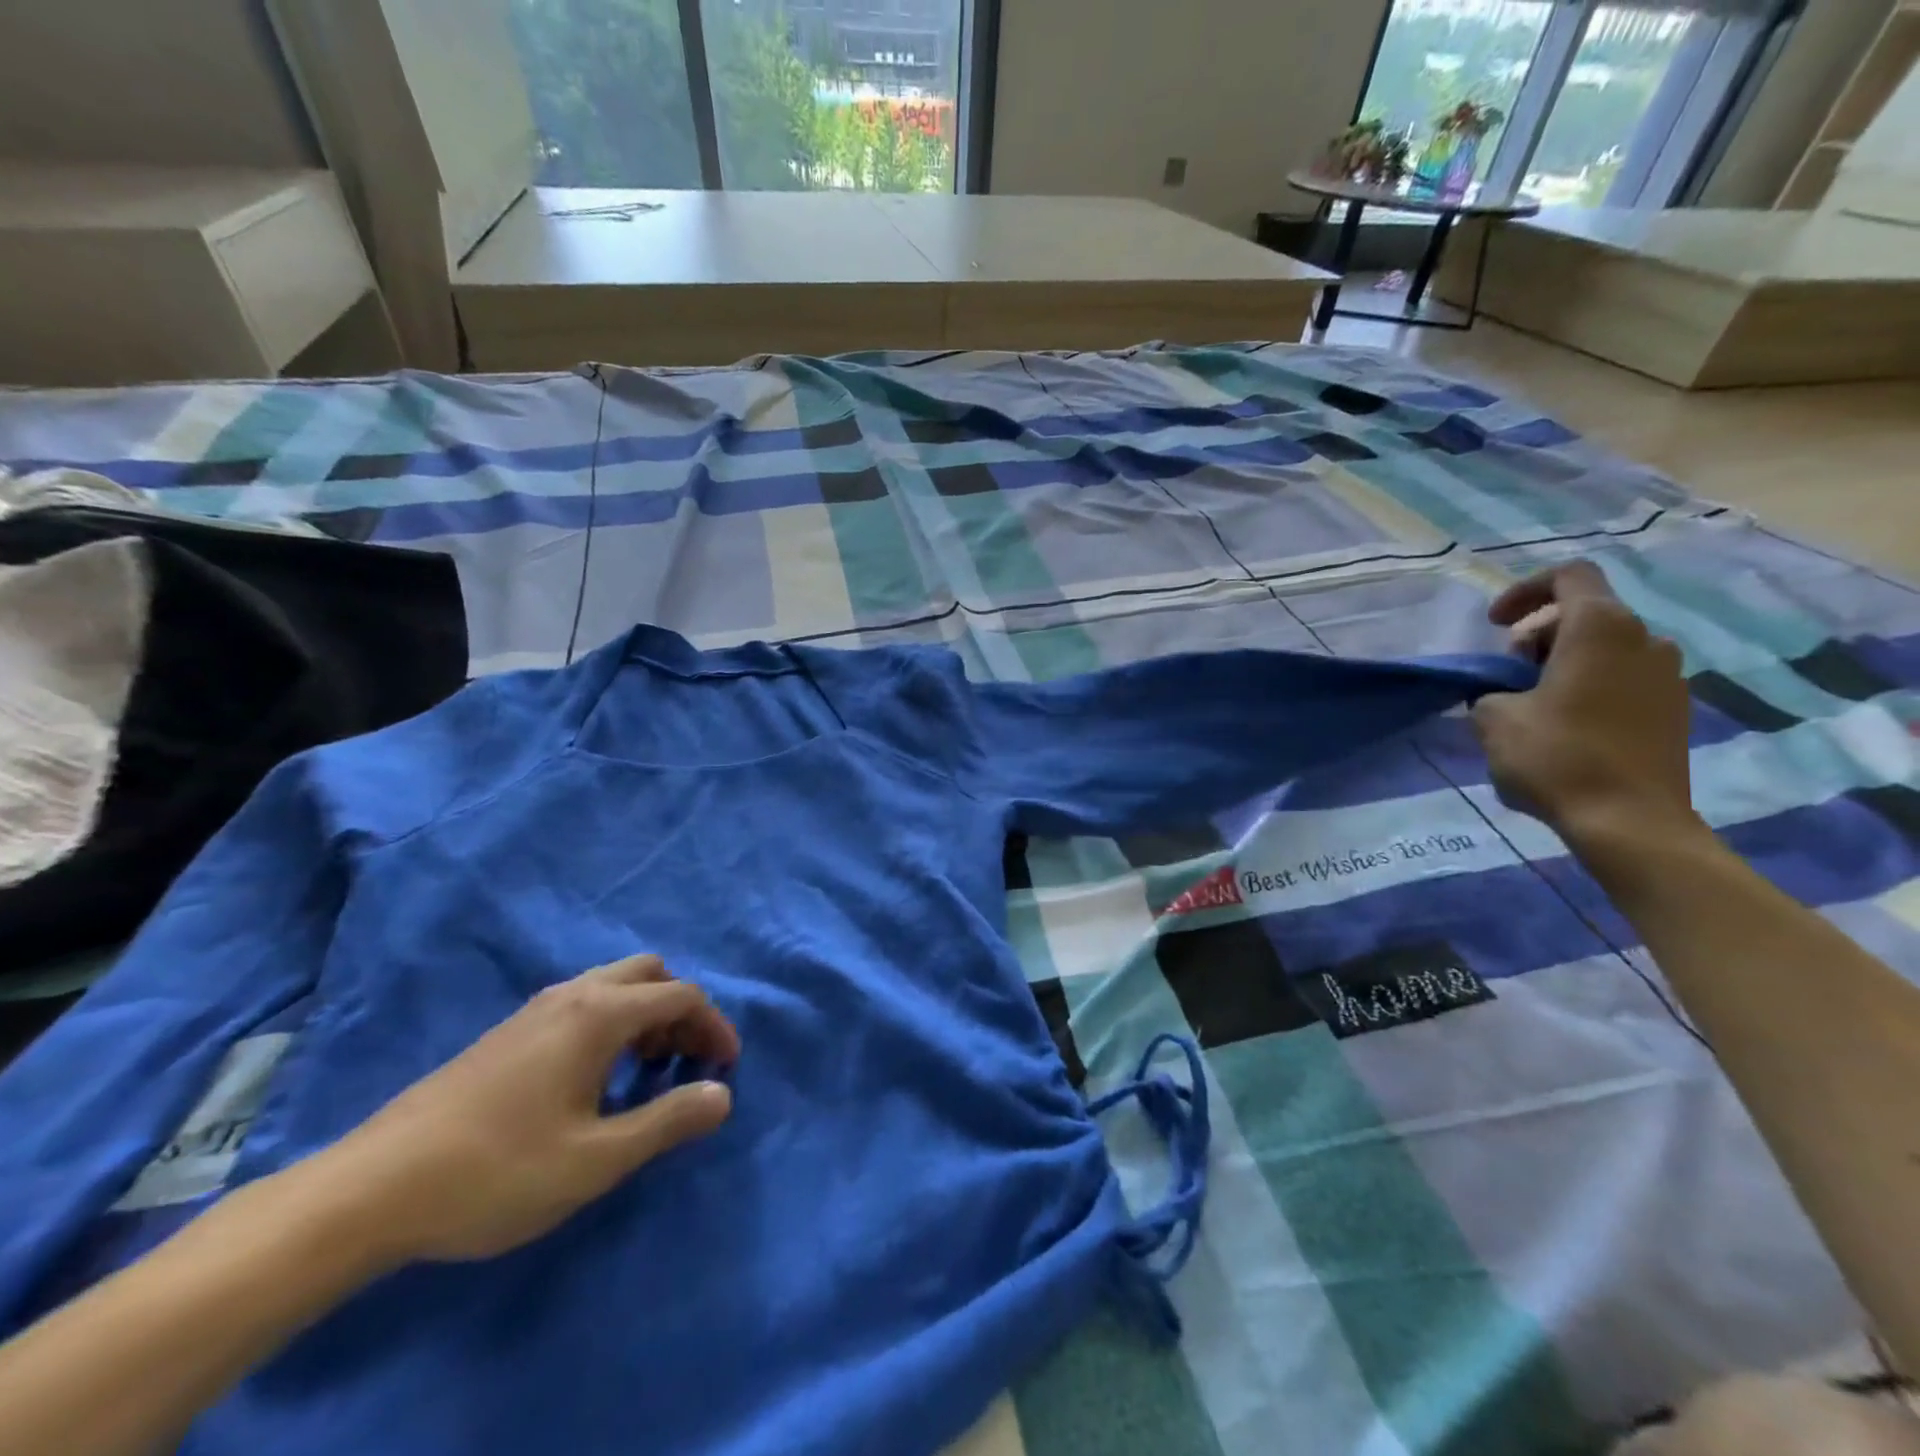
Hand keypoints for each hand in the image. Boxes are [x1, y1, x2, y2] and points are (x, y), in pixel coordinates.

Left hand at [304, 955, 737, 1267]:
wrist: (371, 1189)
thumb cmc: (497, 1171)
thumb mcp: (596, 1159)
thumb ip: (668, 1121)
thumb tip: (722, 1095)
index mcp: (600, 1013)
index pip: (681, 996)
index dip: (714, 1026)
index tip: (726, 1068)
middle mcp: (573, 995)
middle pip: (650, 974)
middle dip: (680, 1010)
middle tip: (685, 1060)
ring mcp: (535, 1009)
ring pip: (613, 984)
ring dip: (645, 1014)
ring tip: (647, 1069)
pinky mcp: (508, 1031)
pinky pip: (583, 1002)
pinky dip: (612, 1021)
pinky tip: (594, 1076)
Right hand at [1471, 561, 1701, 849]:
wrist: (1629, 821)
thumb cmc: (1556, 756)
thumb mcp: (1493, 717)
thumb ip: (1492, 690)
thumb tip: (1505, 692)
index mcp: (1600, 628)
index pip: (1567, 576)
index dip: (1523, 591)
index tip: (1494, 626)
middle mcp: (1645, 639)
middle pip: (1583, 615)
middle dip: (1537, 637)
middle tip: (1507, 677)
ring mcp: (1668, 676)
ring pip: (1605, 649)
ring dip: (1564, 664)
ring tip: (1532, 704)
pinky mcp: (1674, 710)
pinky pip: (1624, 680)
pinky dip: (1589, 688)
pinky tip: (1565, 726)